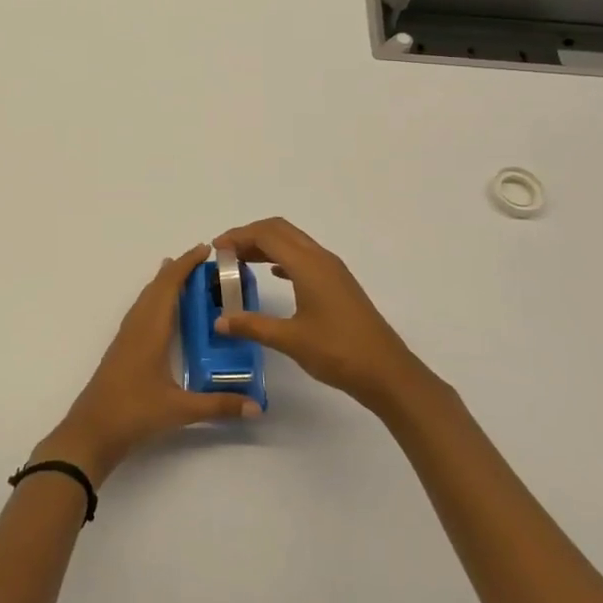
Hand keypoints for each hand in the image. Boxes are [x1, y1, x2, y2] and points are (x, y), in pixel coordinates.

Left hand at [32, 243, 260, 484]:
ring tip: (184, 277)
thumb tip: (257, 407)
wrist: (91, 431)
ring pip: (146, 298)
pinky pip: (141, 311)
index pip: (169, 286)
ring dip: (164, 283)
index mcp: (150, 329)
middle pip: (156, 286)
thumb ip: (219, 406)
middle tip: (204, 262)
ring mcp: (126, 336)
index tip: (205, 249)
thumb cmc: (133, 413)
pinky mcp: (122, 348)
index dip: (186, 265)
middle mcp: (137, 325)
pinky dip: (155, 299)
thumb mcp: (180, 409)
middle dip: (178, 269)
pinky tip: (163, 312)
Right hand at [211, 218, 425, 411]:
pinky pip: (303, 257)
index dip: (238, 236)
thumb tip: (219, 321)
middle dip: (250, 235)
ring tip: (241, 262)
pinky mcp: (337, 283)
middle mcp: (320, 258)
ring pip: (293, 242)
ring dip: (266, 245)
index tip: (216, 249)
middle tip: (225, 252)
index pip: (267, 235)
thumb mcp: (290, 340)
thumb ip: (252, 326)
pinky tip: (272, 275)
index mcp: (307, 265)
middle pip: (280, 230)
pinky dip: (282, 258)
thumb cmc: (338, 352)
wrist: (386, 372)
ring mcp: (332, 270)